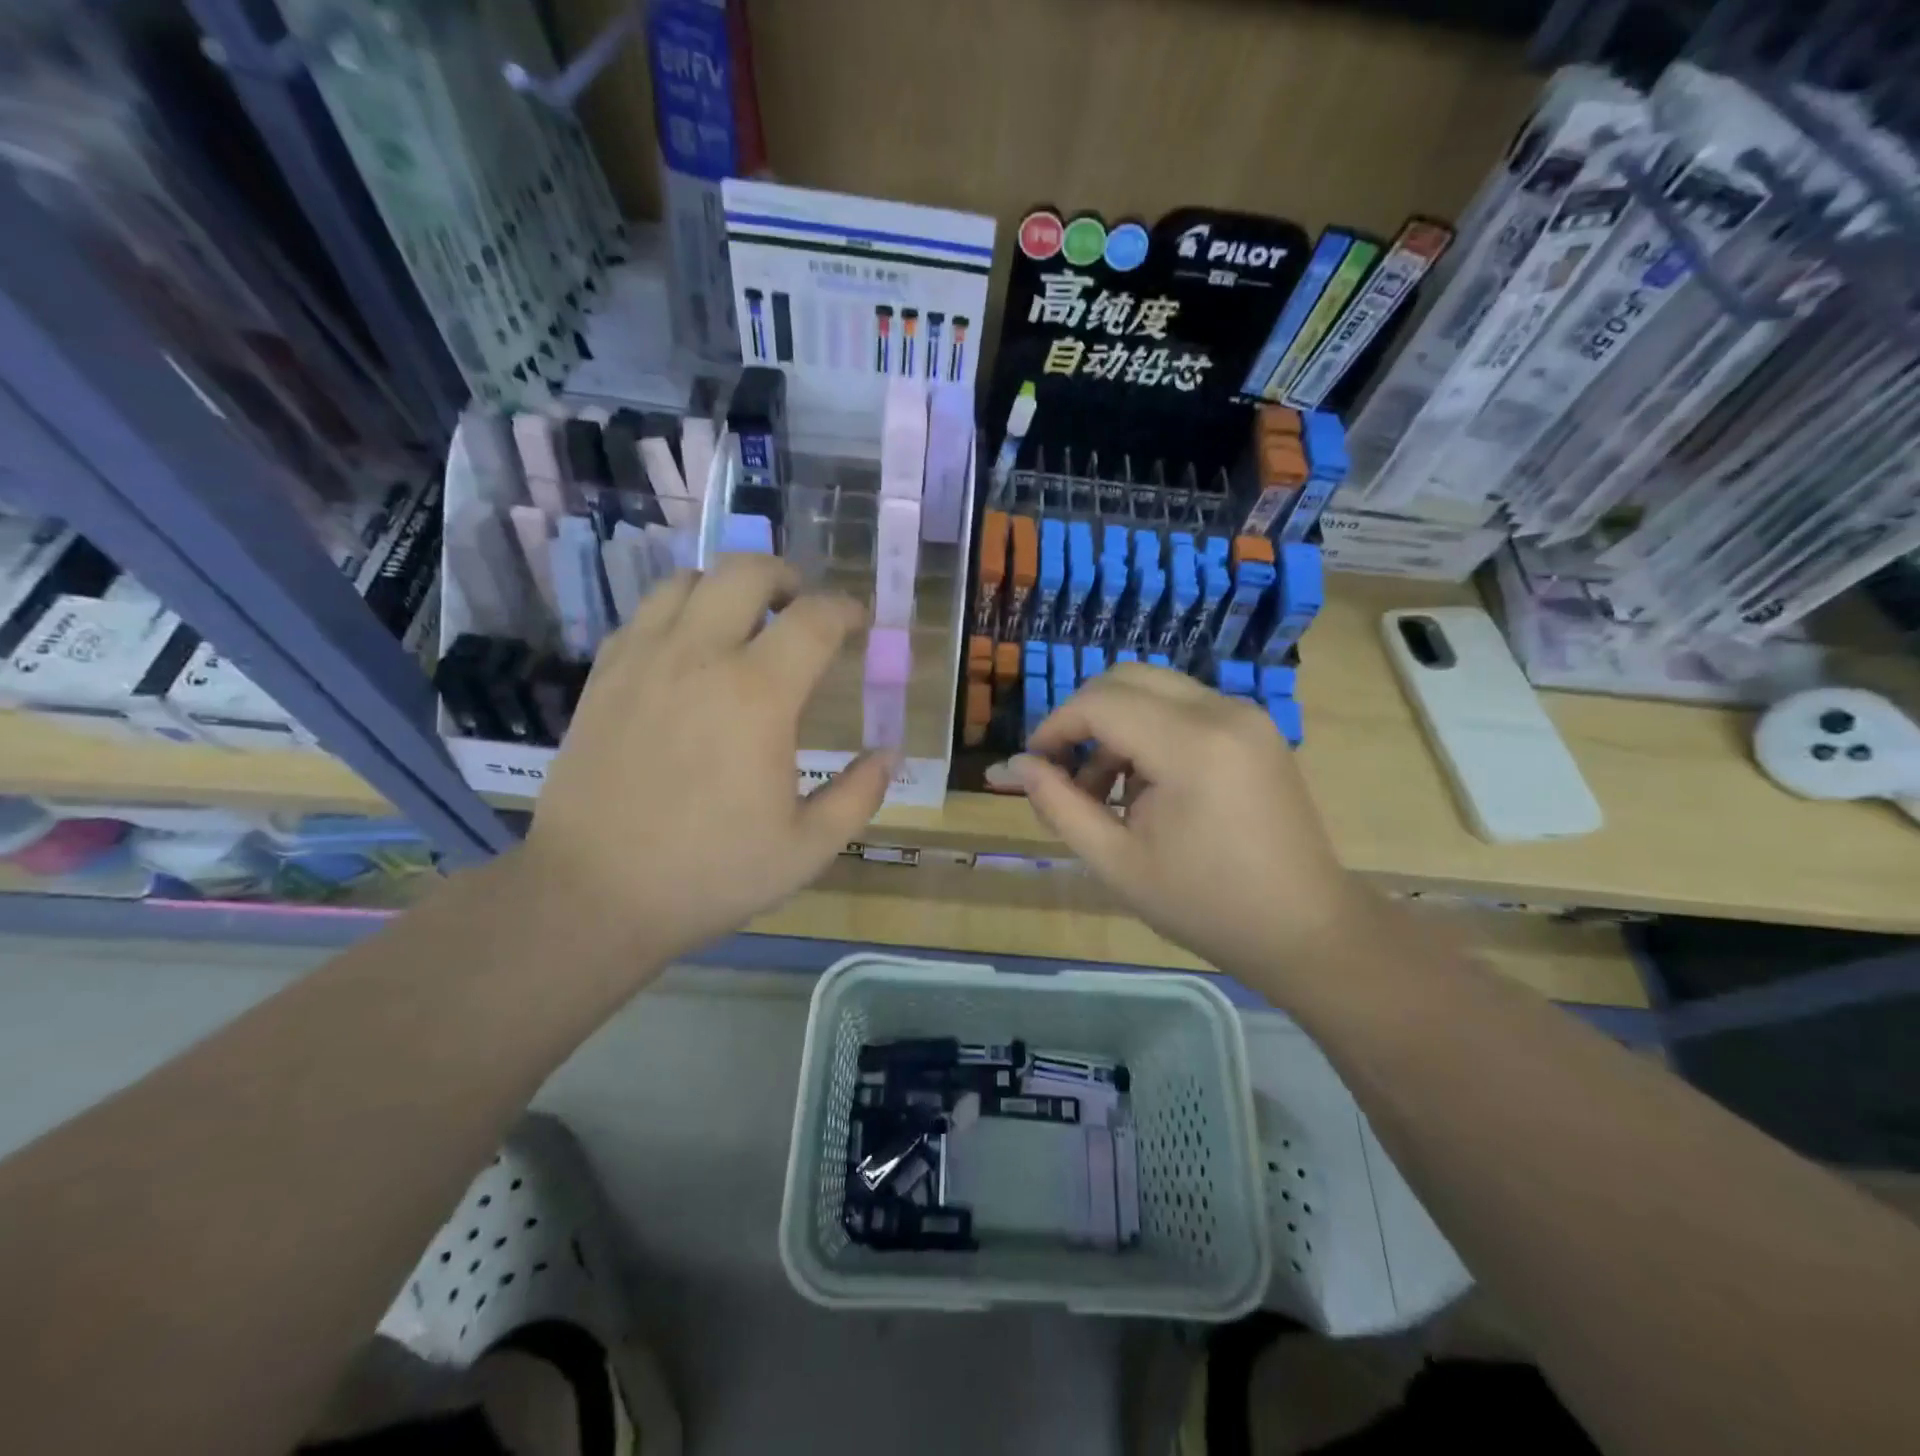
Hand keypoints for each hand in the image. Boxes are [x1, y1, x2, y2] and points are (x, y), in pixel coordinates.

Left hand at [522, 556, 892, 965]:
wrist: (593, 893)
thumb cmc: (710, 873)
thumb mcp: (807, 849)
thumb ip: (859, 794)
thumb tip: (889, 753)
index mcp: (758, 695)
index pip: (814, 619)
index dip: (846, 610)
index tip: (859, 622)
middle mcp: (700, 657)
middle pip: (746, 573)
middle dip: (786, 578)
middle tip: (801, 607)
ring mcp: (643, 660)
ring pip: (688, 580)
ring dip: (728, 588)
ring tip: (745, 621)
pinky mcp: (604, 676)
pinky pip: (646, 613)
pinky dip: (680, 611)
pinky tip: (690, 649)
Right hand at [1014, 664, 1367, 977]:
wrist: (1303, 928)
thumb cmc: (1205, 905)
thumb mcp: (1116, 862)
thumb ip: (1059, 805)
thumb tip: (1014, 766)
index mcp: (1191, 746)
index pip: (1100, 703)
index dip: (1055, 727)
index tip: (1034, 766)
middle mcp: (1223, 712)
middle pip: (1126, 679)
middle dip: (1083, 718)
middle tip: (1064, 772)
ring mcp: (1246, 716)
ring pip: (1155, 689)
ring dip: (1116, 726)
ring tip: (1104, 792)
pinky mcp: (1255, 728)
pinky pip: (1185, 707)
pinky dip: (1150, 731)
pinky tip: (1146, 786)